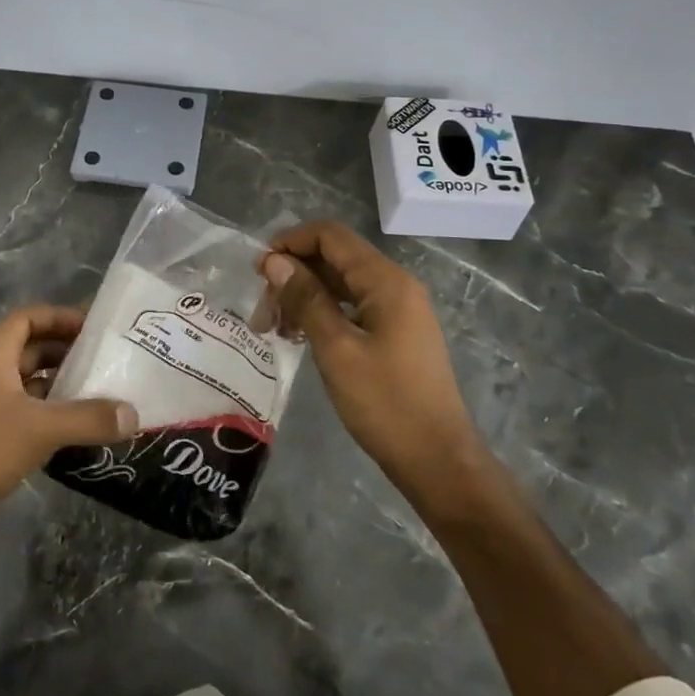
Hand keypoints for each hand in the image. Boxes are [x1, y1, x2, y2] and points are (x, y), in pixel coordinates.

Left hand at [0, 305, 137, 551]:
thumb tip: (134, 414)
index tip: (93, 327)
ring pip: (33, 386)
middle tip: (108, 360)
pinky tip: (83, 429)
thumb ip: (88, 418)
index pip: (26, 319)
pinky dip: (56, 417)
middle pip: (33, 351)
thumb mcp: (38, 428)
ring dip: (64, 386)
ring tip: (105, 392)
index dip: (58, 316)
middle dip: (68, 351)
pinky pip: (31, 417)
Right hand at [261, 221, 487, 508]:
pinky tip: (298, 336)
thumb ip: (305, 299)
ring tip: (272, 328)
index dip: (291, 242)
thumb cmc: (385, 403)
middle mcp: (394, 285)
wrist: (436, 459)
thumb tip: (274, 261)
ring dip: (303, 296)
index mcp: (385, 281)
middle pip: (334, 258)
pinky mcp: (394, 333)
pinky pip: (351, 307)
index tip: (258, 270)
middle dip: (293, 274)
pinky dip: (321, 313)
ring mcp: (397, 310)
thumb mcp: (337, 349)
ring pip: (340, 284)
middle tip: (261, 311)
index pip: (331, 236)